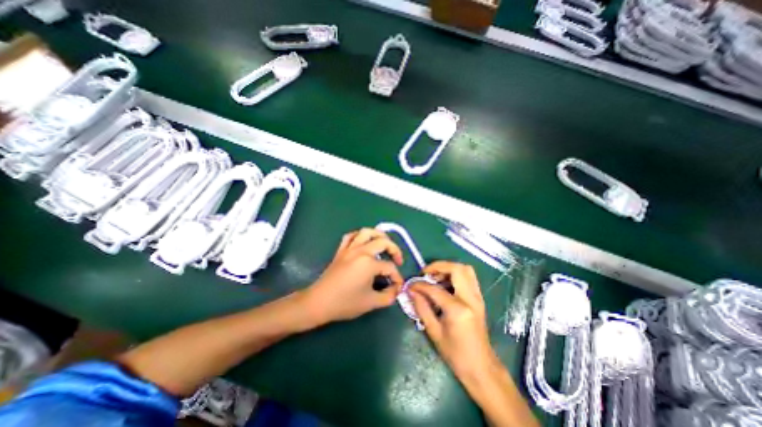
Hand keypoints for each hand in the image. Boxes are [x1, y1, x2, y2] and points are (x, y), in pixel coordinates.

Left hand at [301, 229, 403, 324]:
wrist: (319, 302)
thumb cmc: (345, 303)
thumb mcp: (371, 303)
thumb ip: (389, 296)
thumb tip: (397, 289)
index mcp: (369, 263)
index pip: (390, 267)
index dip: (397, 277)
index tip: (398, 286)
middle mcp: (361, 251)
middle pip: (383, 242)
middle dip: (395, 250)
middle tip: (398, 260)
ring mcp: (350, 248)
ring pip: (367, 232)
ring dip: (379, 235)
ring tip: (385, 243)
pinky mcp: (341, 250)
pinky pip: (351, 236)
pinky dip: (360, 235)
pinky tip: (364, 242)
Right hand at [407, 262, 497, 377]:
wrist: (481, 367)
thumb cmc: (455, 354)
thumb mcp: (434, 332)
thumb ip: (421, 308)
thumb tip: (411, 291)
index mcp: (458, 310)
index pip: (435, 289)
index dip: (420, 285)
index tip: (411, 285)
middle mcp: (470, 299)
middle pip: (457, 269)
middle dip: (439, 266)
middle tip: (426, 274)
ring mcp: (477, 297)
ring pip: (465, 270)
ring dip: (448, 269)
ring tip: (435, 278)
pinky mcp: (479, 298)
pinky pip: (468, 277)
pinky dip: (455, 274)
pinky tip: (445, 284)